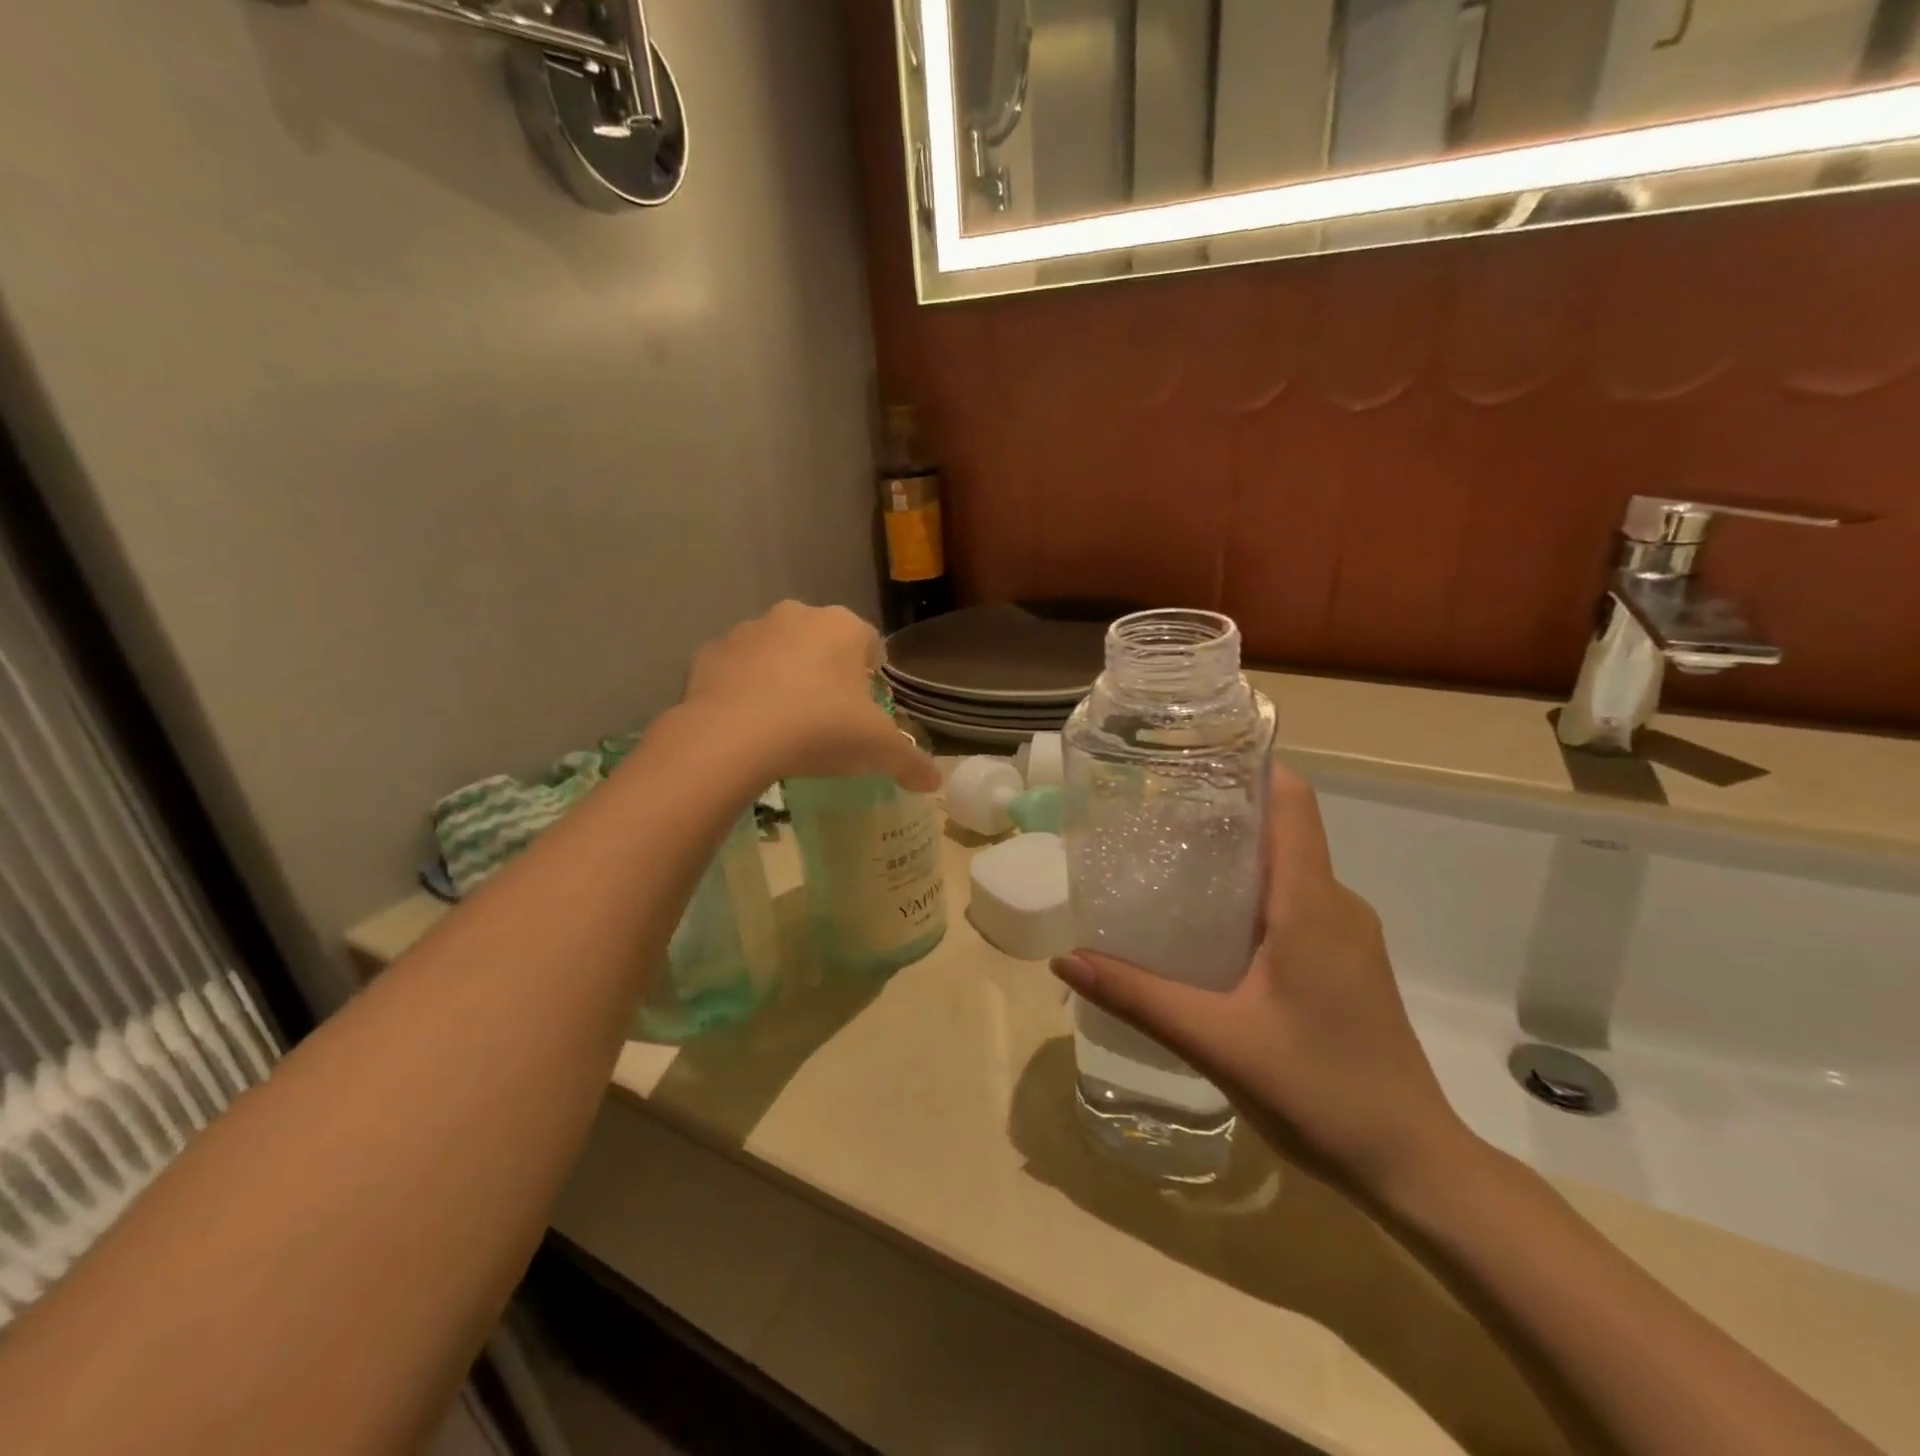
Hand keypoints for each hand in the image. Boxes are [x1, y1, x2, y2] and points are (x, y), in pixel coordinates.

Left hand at [682, 601, 939, 791]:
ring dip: (784, 675)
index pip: (870, 643)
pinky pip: (737, 668)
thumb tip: (934, 781)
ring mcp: (749, 630)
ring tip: (785, 722)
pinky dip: (744, 687)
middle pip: (822, 642)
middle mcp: (797, 615)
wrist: (732, 737)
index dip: (872, 675)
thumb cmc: (820, 728)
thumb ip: (911, 762)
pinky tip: (747, 723)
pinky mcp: (710, 652)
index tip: (867, 708)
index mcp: (843, 627)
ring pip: (777, 651)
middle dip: (828, 672)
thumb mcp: (877, 749)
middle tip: (828, 717)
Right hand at [1051, 766, 1471, 1201]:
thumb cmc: (1321, 1092)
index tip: (1188, 761)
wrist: (1415, 1167)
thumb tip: (1065, 958)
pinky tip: (1205, 929)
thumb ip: (1138, 996)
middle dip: (1220, 813)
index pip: (1291, 803)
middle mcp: (1336, 905)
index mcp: (1312, 903)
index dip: (1246, 769)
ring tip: (1165, 865)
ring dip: (1232, 859)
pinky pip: (1295, 905)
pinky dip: (1249, 897)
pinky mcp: (1345, 963)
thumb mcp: (1217, 1041)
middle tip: (1150, 815)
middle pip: (1280, 830)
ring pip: (1286, 871)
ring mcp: (1347, 935)